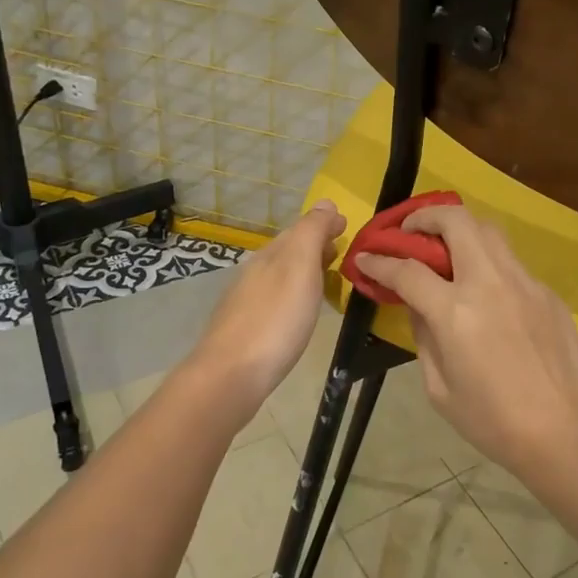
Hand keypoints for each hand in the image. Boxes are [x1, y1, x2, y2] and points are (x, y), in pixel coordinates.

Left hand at [192, 200, 346, 403]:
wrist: (231, 375)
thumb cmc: (275, 319)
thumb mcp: (300, 266)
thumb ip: (312, 232)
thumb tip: (325, 203)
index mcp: (271, 254)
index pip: (300, 229)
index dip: (323, 226)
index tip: (346, 227)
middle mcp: (255, 272)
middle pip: (289, 251)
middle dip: (315, 246)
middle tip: (341, 251)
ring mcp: (247, 302)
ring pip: (281, 276)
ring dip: (305, 272)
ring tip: (328, 280)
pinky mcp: (245, 329)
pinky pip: (275, 300)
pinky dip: (293, 295)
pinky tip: (299, 312)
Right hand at [354, 204, 577, 472]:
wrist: (565, 433)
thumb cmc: (493, 421)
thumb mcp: (439, 388)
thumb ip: (423, 336)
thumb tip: (417, 305)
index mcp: (456, 312)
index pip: (408, 270)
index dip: (380, 260)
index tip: (366, 256)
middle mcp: (490, 283)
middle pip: (456, 221)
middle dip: (425, 217)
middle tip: (410, 232)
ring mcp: (524, 282)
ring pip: (489, 230)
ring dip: (461, 230)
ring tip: (446, 249)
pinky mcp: (547, 292)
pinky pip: (511, 263)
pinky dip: (489, 263)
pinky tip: (486, 291)